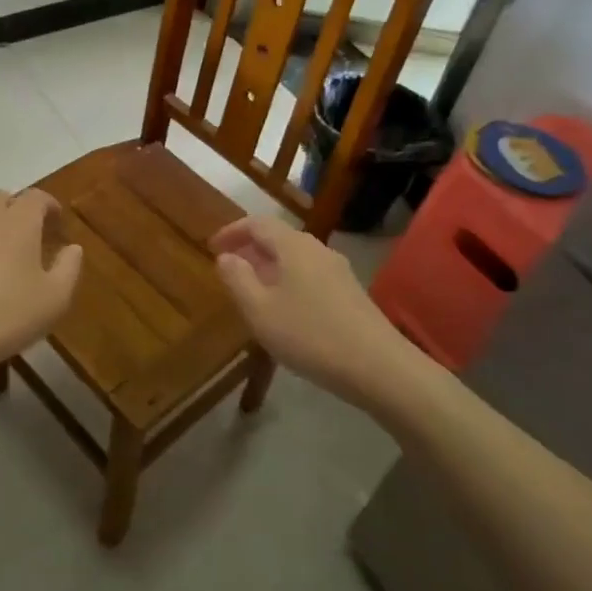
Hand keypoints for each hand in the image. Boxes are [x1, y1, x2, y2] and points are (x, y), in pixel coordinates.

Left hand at [0, 189, 81, 384]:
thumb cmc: (8, 315)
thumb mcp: (55, 299)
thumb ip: (69, 268)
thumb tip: (73, 248)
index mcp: (19, 222)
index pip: (37, 198)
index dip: (49, 205)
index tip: (56, 220)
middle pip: (0, 198)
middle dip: (15, 209)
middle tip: (25, 233)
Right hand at [210, 215, 418, 400]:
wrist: (379, 367)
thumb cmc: (310, 335)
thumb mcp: (260, 311)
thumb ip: (237, 279)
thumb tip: (226, 257)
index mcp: (293, 246)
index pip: (257, 223)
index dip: (232, 232)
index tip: (212, 247)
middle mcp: (317, 250)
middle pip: (278, 238)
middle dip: (250, 249)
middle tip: (228, 269)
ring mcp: (338, 271)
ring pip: (295, 258)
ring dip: (269, 268)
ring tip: (252, 292)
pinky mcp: (350, 293)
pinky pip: (310, 276)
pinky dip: (288, 282)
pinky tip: (284, 310)